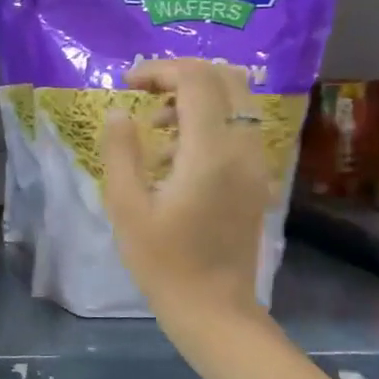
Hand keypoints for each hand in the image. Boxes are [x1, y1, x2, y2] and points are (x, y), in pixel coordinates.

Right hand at [101, 59, 273, 323]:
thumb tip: (121, 112)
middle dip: (182, 76)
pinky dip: (210, 121)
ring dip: (197, 98)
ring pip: (238, 101)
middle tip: (145, 94)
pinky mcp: (258, 179)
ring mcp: (257, 164)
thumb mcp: (126, 207)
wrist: (214, 309)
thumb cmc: (163, 262)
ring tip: (157, 128)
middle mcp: (243, 148)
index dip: (160, 70)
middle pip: (227, 79)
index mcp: (210, 153)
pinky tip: (177, 157)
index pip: (196, 80)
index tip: (127, 84)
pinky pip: (240, 128)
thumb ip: (122, 152)